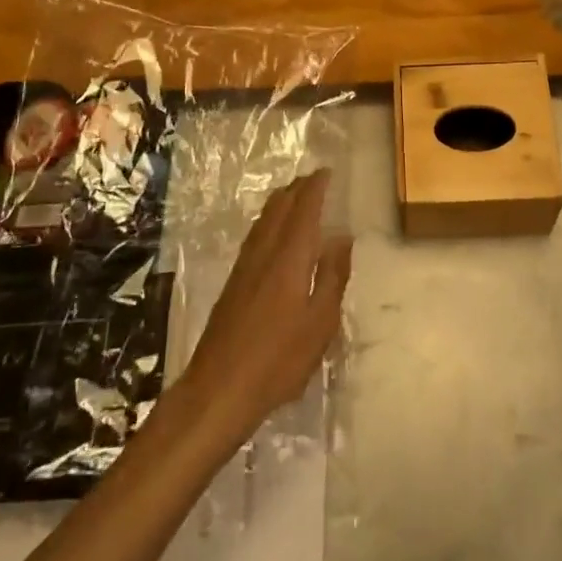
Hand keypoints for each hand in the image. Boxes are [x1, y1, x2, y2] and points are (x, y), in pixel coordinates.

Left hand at [172, 170, 350, 450]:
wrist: (219, 388)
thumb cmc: (278, 359)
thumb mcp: (320, 322)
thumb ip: (332, 276)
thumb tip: (341, 236)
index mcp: (289, 258)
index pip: (303, 210)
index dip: (315, 188)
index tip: (327, 172)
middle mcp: (264, 253)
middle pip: (279, 208)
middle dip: (297, 189)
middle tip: (315, 178)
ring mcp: (244, 267)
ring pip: (264, 219)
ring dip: (281, 201)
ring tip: (296, 194)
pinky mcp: (234, 282)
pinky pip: (256, 234)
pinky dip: (269, 219)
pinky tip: (273, 231)